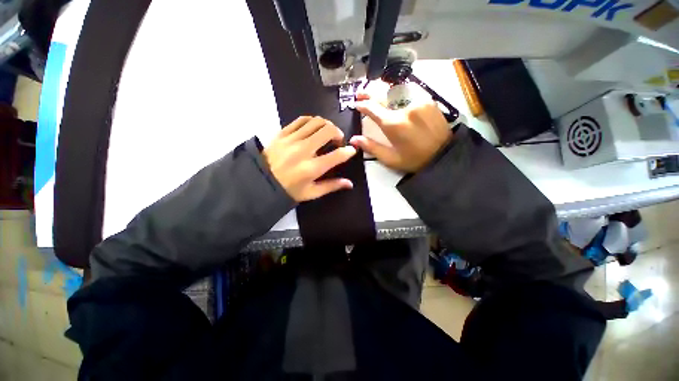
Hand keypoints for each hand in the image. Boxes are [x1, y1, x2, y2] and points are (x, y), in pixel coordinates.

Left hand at [263, 116, 356, 201]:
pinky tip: (313, 127)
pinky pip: (301, 120)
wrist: (261, 182)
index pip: (336, 156)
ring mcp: (291, 140)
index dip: (348, 151)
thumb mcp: (311, 193)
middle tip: (338, 141)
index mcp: (311, 168)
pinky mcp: (282, 133)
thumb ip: (331, 186)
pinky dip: (312, 121)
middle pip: (328, 131)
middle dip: (338, 133)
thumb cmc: (289, 190)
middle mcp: (303, 151)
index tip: (351, 150)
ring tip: (327, 133)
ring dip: (326, 125)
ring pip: (316, 122)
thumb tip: (350, 183)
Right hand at [351, 93, 452, 172]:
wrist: (442, 155)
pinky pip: (409, 89)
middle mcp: (404, 108)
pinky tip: (393, 92)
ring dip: (382, 89)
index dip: (363, 105)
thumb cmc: (414, 160)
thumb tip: (353, 139)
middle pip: (383, 94)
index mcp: (394, 124)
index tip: (356, 104)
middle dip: (369, 92)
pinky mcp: (428, 99)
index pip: (373, 108)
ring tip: (374, 91)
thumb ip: (371, 147)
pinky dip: (398, 89)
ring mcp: (418, 101)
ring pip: (395, 88)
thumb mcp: (390, 159)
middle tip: (360, 93)